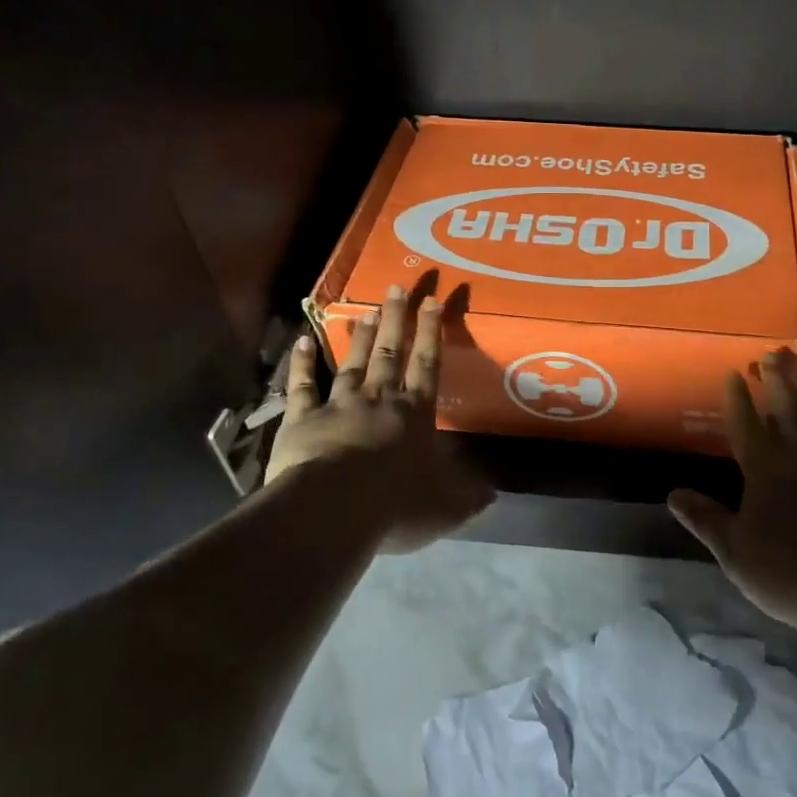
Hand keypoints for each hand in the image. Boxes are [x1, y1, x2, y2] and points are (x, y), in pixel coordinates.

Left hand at [264, 285, 490, 553]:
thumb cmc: (396, 505)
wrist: (334, 510)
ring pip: (353, 363)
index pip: (428, 365)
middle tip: (397, 286)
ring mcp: (339, 405)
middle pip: (390, 352)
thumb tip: (494, 494)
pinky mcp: (302, 419)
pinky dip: (301, 364)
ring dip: (359, 336)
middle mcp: (379, 400)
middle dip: (396, 319)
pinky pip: (302, 386)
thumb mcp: (446, 507)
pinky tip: (302, 340)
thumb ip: (468, 497)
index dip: (432, 332)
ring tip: (365, 309)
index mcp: (415, 415)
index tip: (434, 299)